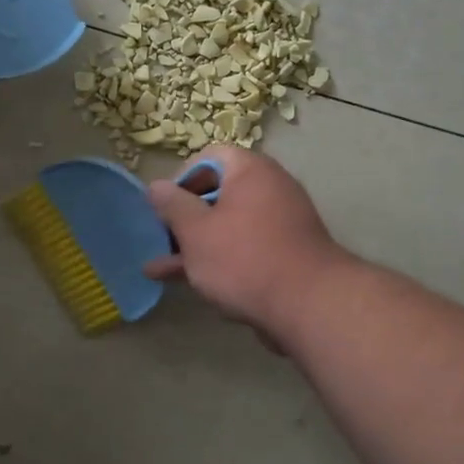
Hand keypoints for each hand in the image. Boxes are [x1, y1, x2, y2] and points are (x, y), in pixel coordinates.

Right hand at [142, 145, 350, 341]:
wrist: (308, 306)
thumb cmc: (243, 258)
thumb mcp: (196, 231)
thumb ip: (172, 206)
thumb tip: (156, 186)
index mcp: (250, 171)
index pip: (208, 158)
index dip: (180, 179)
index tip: (163, 207)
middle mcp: (269, 188)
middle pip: (216, 193)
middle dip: (183, 219)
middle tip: (160, 240)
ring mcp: (280, 223)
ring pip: (226, 226)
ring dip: (193, 245)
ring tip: (159, 269)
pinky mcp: (284, 254)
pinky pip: (243, 248)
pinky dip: (218, 260)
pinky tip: (189, 284)